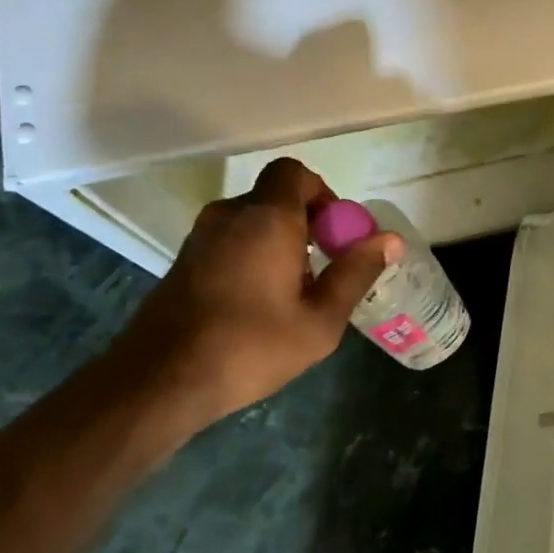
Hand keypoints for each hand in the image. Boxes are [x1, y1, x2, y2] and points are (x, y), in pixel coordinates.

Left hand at [114, 159, 402, 427]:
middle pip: (275, 198)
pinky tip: (256, 303)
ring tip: (291, 293)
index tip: (335, 236)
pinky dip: (251, 255)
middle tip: (321, 270)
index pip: (295, 172)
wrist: (162, 380)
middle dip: (305, 224)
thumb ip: (356, 272)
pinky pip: (229, 241)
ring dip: (278, 242)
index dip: (322, 194)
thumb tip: (391, 239)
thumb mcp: (320, 319)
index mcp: (267, 217)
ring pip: (251, 221)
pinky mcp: (183, 260)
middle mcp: (230, 214)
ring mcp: (201, 236)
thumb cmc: (251, 346)